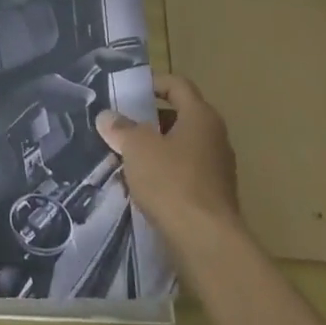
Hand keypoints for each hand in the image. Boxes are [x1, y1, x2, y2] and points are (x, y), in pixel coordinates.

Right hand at [96, 75, 241, 250]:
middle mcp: (214, 137)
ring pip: (180, 147)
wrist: (206, 241)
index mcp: (201, 116)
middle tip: (120, 125)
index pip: (177, 85)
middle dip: (148, 120)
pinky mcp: (213, 196)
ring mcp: (217, 168)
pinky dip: (164, 173)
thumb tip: (107, 117)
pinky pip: (184, 173)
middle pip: (179, 116)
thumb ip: (121, 128)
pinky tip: (141, 186)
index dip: (152, 83)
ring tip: (125, 157)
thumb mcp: (137, 148)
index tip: (127, 91)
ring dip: (155, 149)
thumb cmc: (172, 181)